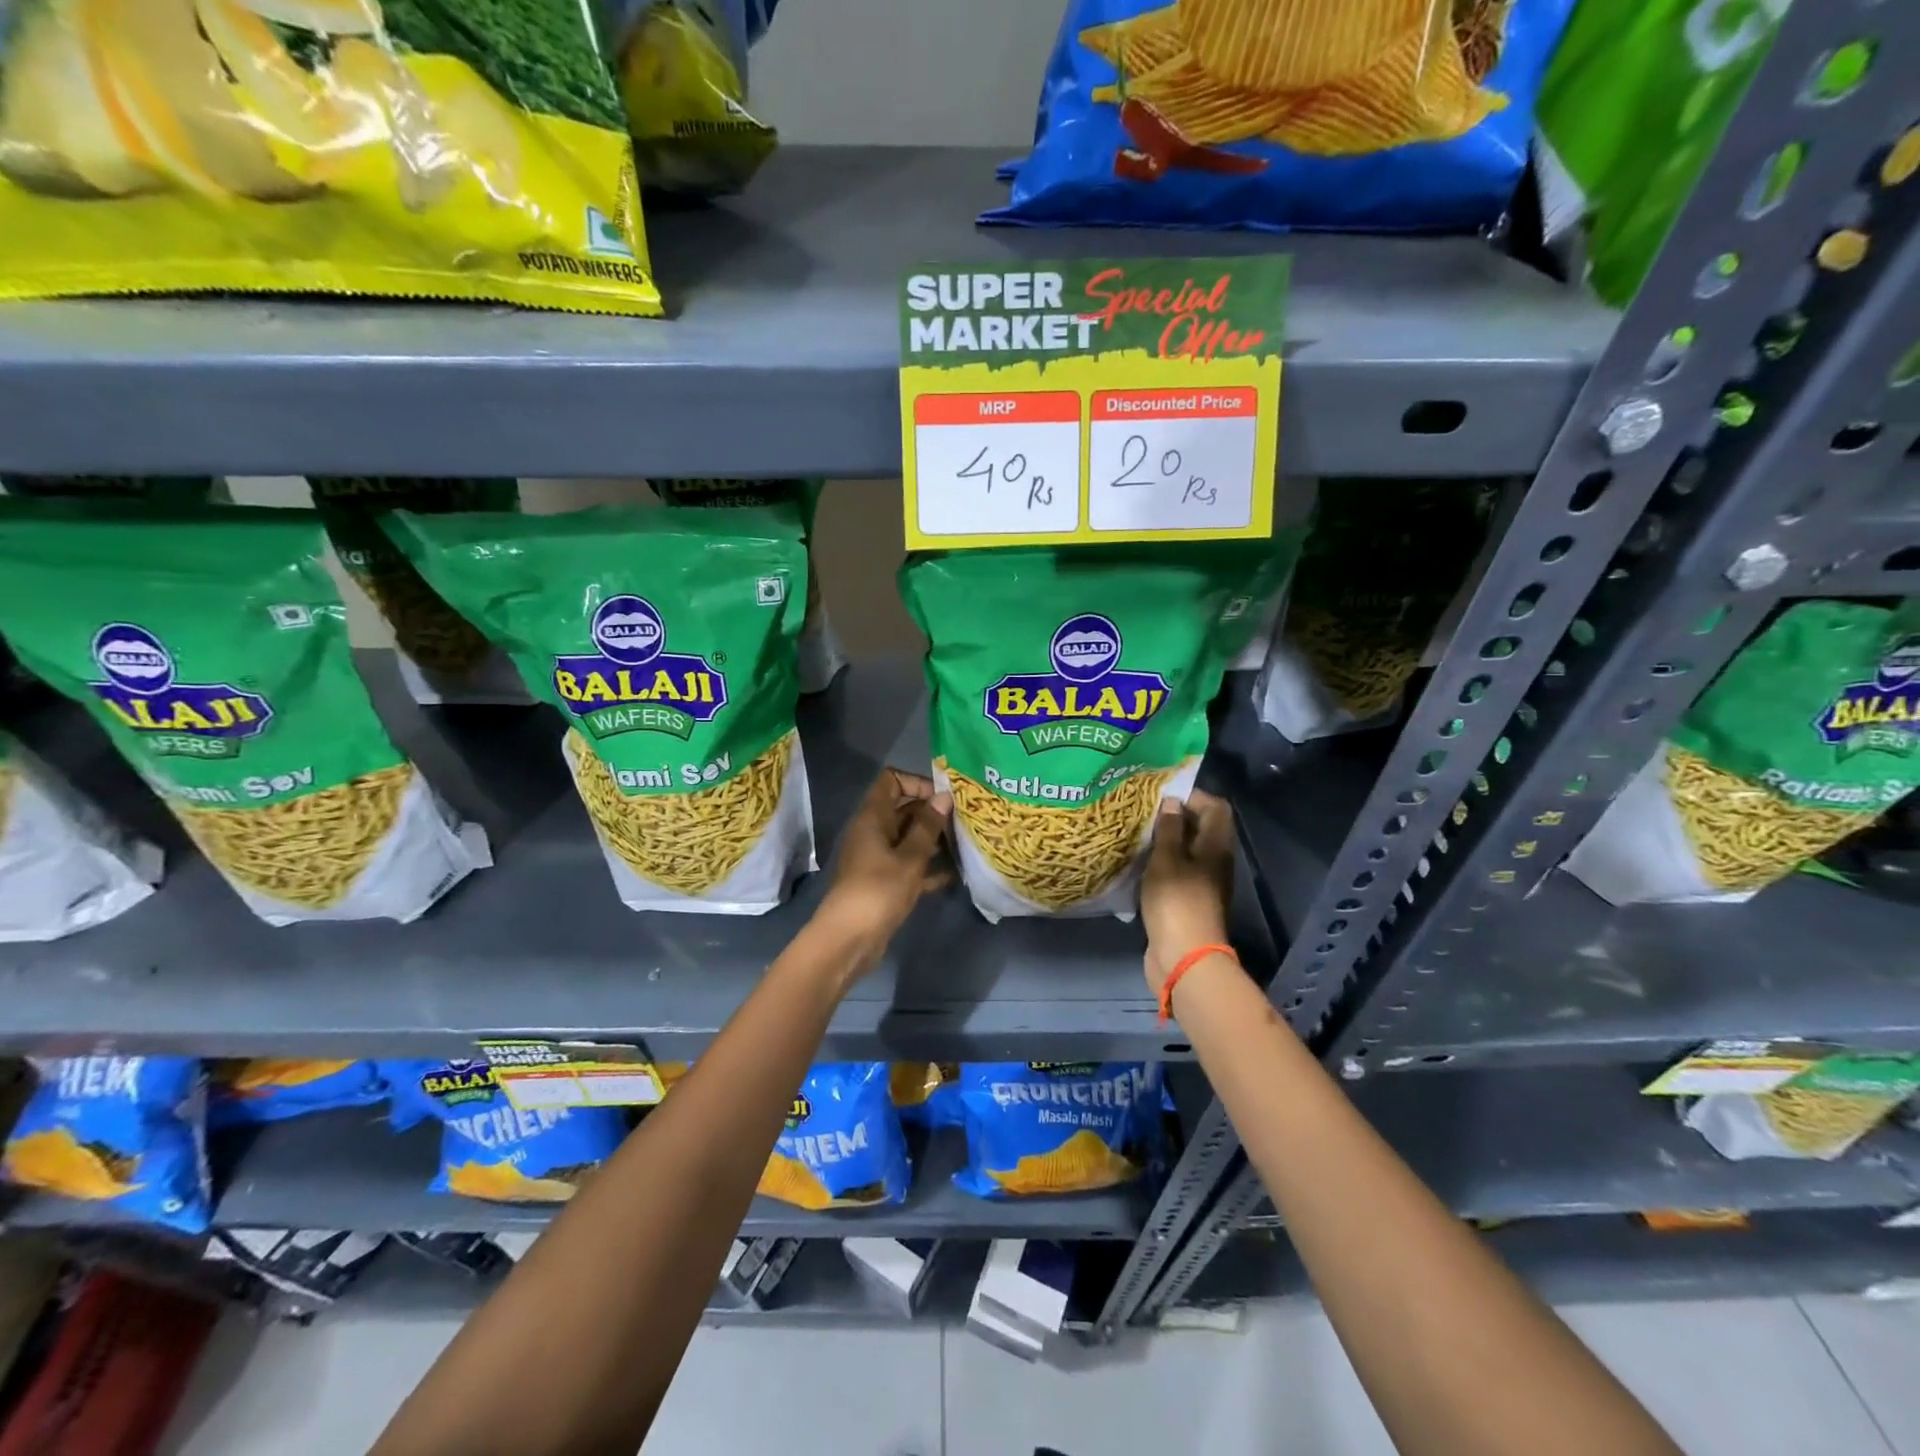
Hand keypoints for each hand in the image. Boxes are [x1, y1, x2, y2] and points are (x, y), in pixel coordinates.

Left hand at [817, 769, 952, 957]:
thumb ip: (928, 826)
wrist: (848, 940)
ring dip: (934, 841)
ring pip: (908, 838)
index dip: (918, 782)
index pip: (892, 780)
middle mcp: (873, 831)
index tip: (944, 798)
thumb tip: (944, 796)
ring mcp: (877, 857)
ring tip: (965, 845)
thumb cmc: (878, 891)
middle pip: (904, 809)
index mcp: (873, 817)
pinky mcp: (883, 881)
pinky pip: (908, 865)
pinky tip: (954, 874)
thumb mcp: (909, 857)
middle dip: (933, 813)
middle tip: (964, 822)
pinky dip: (927, 868)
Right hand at [1141, 789, 1234, 996]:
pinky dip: (1163, 863)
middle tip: (1144, 812)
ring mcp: (1203, 883)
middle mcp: (1215, 861)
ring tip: (1138, 834)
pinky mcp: (1189, 900)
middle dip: (1176, 817)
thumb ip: (1169, 829)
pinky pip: (1178, 871)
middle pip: (1202, 828)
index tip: (1162, 794)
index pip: (1216, 807)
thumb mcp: (1167, 860)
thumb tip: (1173, 802)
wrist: (1184, 957)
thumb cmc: (1176, 902)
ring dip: (1167, 841)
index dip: (1193, 795)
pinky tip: (1140, 863)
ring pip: (1188, 851)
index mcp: (1216, 847)